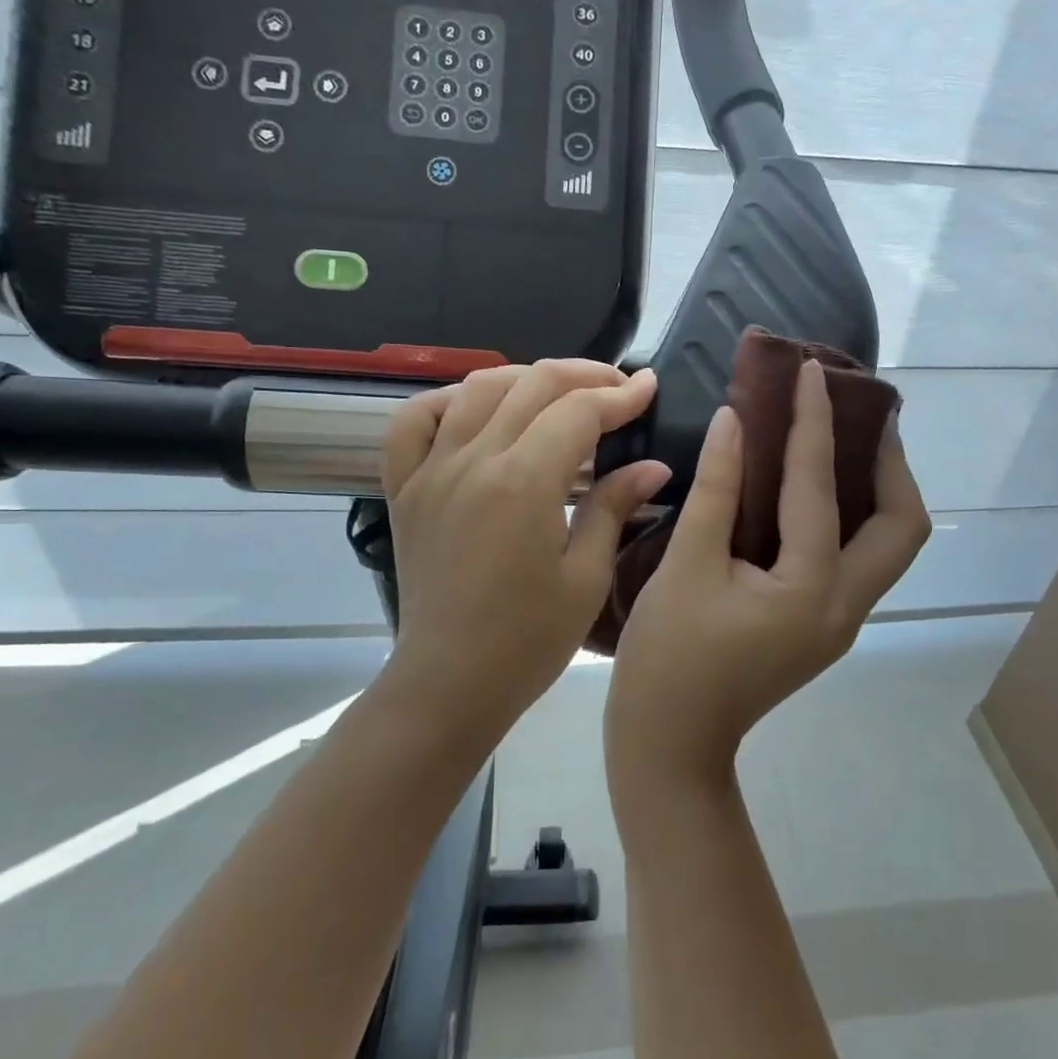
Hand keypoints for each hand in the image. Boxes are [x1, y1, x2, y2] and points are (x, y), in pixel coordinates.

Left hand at [380, 360, 669, 732]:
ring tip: (558, 393)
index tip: (649, 388)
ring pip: (475, 389)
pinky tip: (474, 409)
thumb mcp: (586, 577)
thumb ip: (614, 507)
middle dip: (583, 376)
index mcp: (524, 482)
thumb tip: (653, 465)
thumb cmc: (528, 640)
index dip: (620, 395)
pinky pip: (413, 423)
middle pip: (531, 386)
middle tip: (616, 387)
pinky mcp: (404, 489)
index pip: (578, 411)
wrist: (450, 682)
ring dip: (524, 378)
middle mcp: (473, 460)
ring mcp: (431, 470)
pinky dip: (445, 401)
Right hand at [605, 360, 930, 787]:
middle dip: (890, 464)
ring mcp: (839, 622)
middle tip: (861, 417)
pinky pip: (855, 561)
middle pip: (901, 527)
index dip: (814, 422)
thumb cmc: (669, 657)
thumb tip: (736, 422)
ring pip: (886, 547)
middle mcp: (844, 606)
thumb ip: (717, 489)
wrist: (671, 743)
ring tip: (846, 444)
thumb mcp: (686, 565)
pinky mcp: (822, 628)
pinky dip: (848, 519)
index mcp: (811, 588)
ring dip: (877, 492)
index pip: (820, 486)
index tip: (812, 371)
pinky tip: (811, 495)